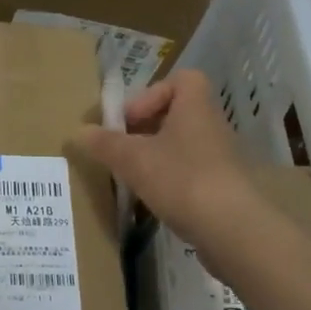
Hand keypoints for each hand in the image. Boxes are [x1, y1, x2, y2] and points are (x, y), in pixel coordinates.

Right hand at [70, 69, 257, 249]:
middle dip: (147, 128)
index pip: (181, 80)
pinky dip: (170, 180)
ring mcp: (220, 157)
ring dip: (156, 156)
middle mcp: (212, 125)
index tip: (130, 120)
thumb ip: (105, 144)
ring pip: (182, 145)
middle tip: (124, 148)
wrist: (231, 229)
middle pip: (177, 114)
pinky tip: (153, 200)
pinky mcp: (223, 187)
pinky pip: (191, 172)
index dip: (151, 94)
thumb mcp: (133, 159)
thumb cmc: (181, 178)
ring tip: (133, 176)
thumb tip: (79, 132)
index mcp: (195, 106)